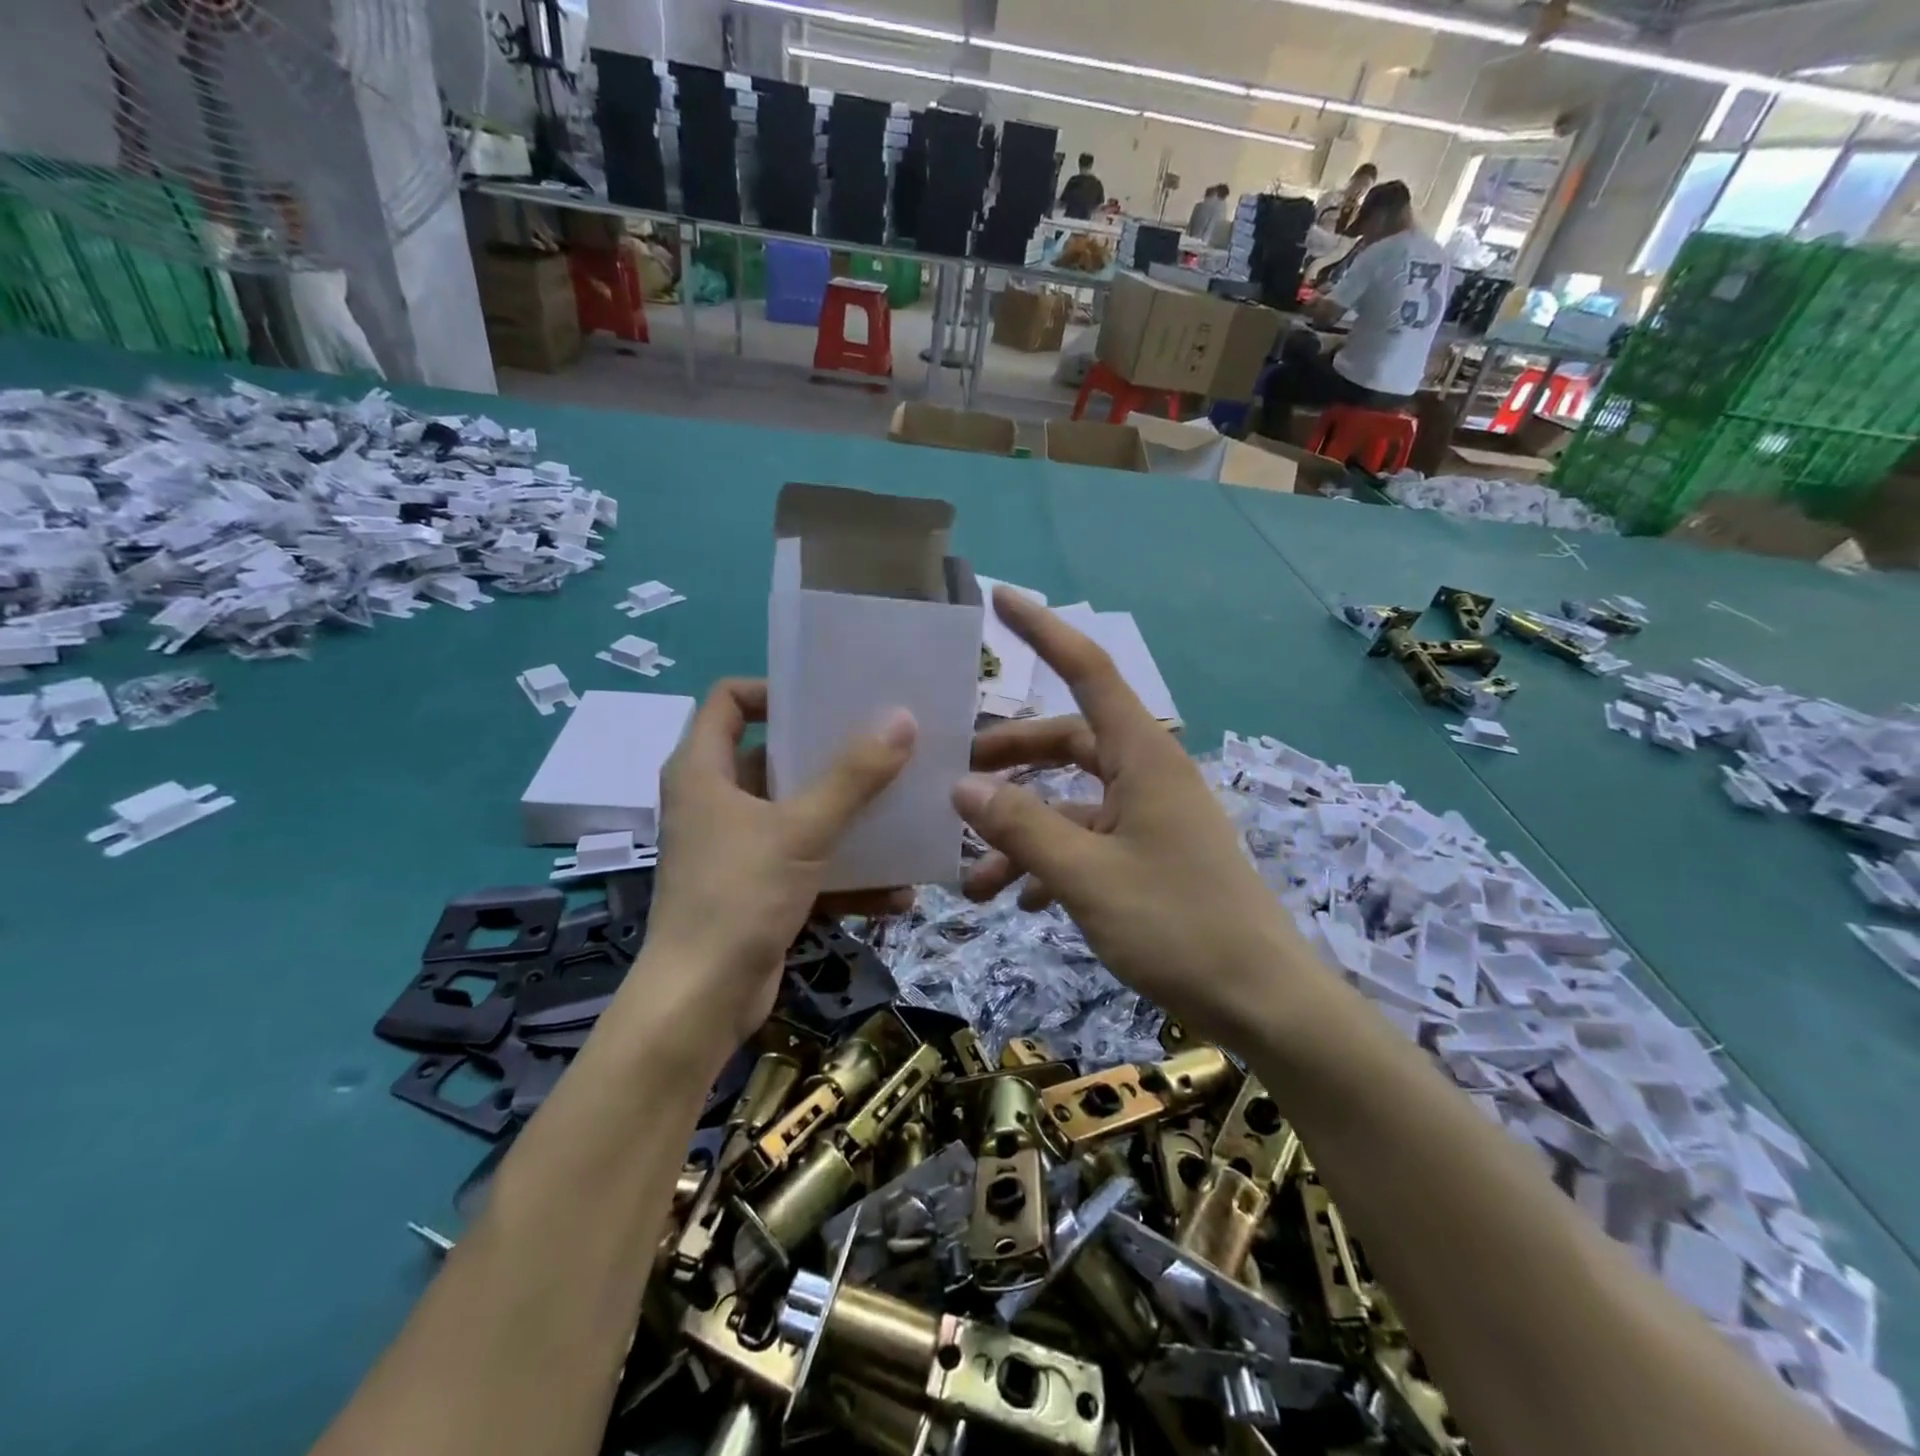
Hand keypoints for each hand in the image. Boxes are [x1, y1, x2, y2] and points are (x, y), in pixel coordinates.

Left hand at [637, 679, 916, 1061]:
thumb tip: (902, 720)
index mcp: (703, 770)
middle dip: (830, 756)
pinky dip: (844, 874)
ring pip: (797, 814)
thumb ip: (853, 776)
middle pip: (773, 757)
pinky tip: (897, 891)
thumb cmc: (739, 896)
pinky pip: (806, 865)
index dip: (773, 691)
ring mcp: (735, 847)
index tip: (827, 701)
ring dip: (847, 819)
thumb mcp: (802, 830)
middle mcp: (714, 801)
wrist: (701, 1003)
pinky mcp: (756, 888)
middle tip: (884, 747)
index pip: (728, 700)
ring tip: (902, 813)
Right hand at [954, 589, 1319, 1047]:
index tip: (1000, 600)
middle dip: (1010, 760)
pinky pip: (1088, 843)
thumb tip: (963, 788)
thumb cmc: (1178, 926)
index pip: (1088, 672)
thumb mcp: (1086, 877)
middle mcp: (1147, 776)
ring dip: (1021, 833)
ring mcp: (1150, 819)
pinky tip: (1020, 903)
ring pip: (1070, 804)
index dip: (1043, 631)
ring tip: (972, 881)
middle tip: (956, 779)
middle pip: (1067, 743)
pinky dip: (1050, 863)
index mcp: (1143, 757)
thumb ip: (1021, 828)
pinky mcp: (1151, 859)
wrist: (1263, 1004)